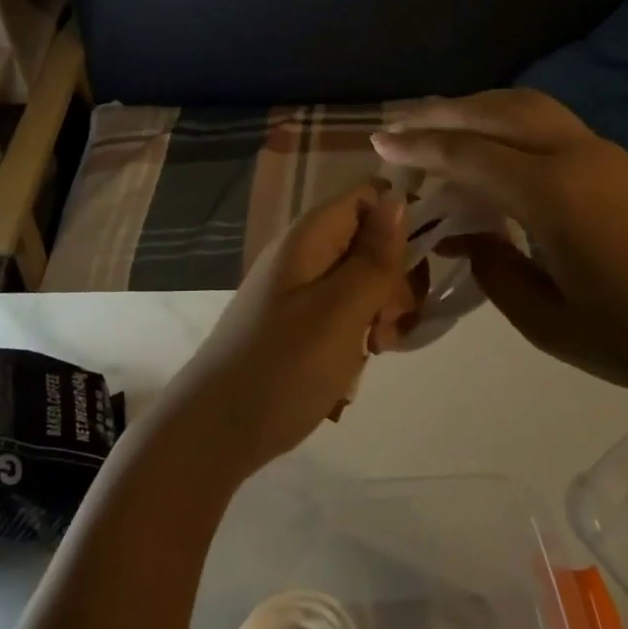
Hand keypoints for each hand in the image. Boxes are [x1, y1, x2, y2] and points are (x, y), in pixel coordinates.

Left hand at [161, 183, 417, 478]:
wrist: (215, 432)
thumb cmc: (282, 368)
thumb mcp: (341, 311)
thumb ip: (374, 257)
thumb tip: (400, 197)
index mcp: (311, 235)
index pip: (371, 196)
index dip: (401, 224)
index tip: (412, 271)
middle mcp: (305, 251)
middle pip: (370, 239)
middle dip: (394, 278)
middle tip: (388, 324)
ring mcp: (299, 287)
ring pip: (362, 279)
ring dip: (380, 311)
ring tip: (375, 349)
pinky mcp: (297, 320)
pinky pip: (344, 310)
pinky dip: (358, 332)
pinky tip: (356, 363)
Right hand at [371, 90, 627, 423]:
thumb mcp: (551, 322)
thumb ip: (496, 270)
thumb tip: (467, 236)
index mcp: (553, 193)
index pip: (468, 154)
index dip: (418, 147)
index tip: (378, 140)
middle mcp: (575, 156)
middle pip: (496, 112)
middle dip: (442, 114)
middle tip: (400, 123)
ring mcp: (604, 154)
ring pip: (527, 107)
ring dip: (478, 109)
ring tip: (440, 124)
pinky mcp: (621, 165)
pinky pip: (549, 124)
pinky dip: (508, 122)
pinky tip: (494, 144)